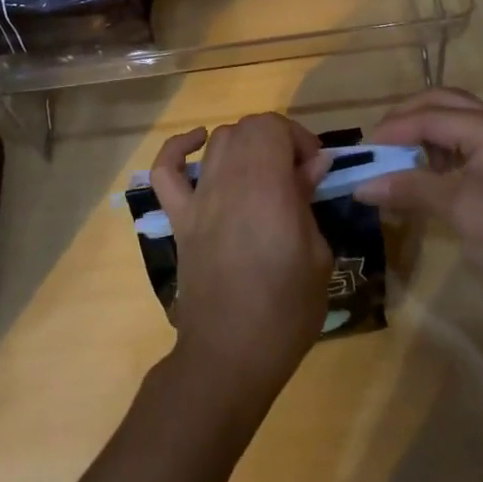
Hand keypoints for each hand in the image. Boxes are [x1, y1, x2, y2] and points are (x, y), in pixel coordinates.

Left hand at [150, 114, 332, 408]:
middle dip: (276, 139)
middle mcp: (228, 181)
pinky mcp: (178, 218)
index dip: (298, 137)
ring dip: (243, 145)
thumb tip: (312, 164)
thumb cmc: (285, 310)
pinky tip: (198, 144)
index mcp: (266, 188)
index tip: (314, 168)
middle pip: (247, 128)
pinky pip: (165, 171)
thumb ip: (308, 200)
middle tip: (295, 172)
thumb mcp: (318, 255)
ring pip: (217, 141)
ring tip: (261, 171)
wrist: (230, 355)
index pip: (273, 126)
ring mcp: (198, 198)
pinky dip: (178, 149)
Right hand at [354, 88, 482, 318]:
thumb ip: (409, 188)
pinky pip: (466, 147)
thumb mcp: (458, 210)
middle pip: (444, 105)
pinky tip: (425, 177)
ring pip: (455, 123)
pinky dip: (440, 154)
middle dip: (407, 119)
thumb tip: (360, 185)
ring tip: (397, 160)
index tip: (361, 152)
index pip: (430, 116)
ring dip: (423, 134)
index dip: (392, 131)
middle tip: (377, 144)